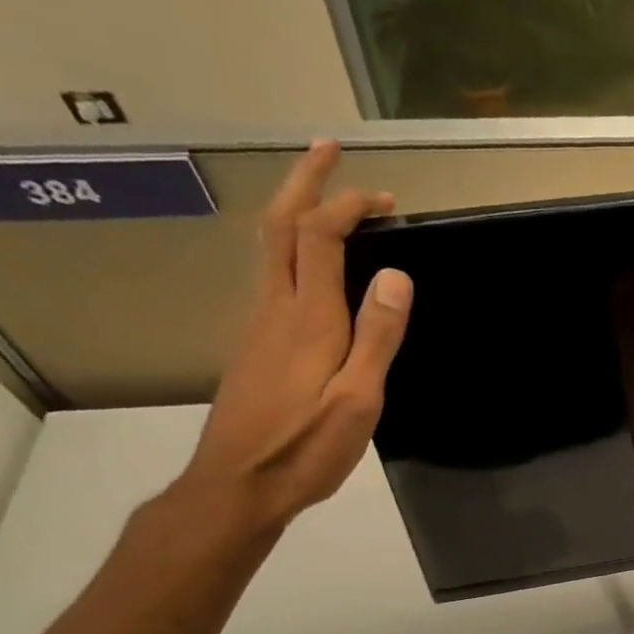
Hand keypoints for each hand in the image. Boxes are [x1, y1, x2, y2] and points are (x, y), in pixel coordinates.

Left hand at [178, 140, 411, 532]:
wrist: (237, 485)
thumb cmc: (305, 448)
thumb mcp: (358, 400)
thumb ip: (377, 337)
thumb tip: (397, 275)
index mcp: (308, 319)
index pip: (320, 236)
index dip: (348, 205)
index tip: (384, 198)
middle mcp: (275, 309)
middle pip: (279, 226)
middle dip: (304, 181)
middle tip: (328, 148)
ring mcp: (257, 326)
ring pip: (268, 248)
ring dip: (293, 209)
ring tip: (321, 195)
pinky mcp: (253, 346)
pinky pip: (270, 277)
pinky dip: (291, 247)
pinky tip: (308, 264)